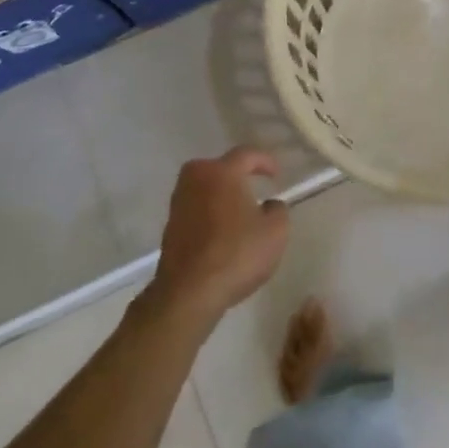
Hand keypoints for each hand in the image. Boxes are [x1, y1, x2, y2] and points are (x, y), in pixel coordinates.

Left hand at [150, 147, 288, 323]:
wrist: (188, 293)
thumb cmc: (237, 254)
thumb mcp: (276, 231)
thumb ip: (278, 209)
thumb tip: (269, 205)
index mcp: (222, 172)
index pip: (246, 154)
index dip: (265, 161)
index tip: (276, 174)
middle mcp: (196, 179)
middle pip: (219, 167)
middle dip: (237, 174)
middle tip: (254, 185)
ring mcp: (179, 203)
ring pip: (205, 188)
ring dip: (221, 194)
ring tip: (239, 210)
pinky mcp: (170, 226)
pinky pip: (196, 208)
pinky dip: (210, 212)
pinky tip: (222, 230)